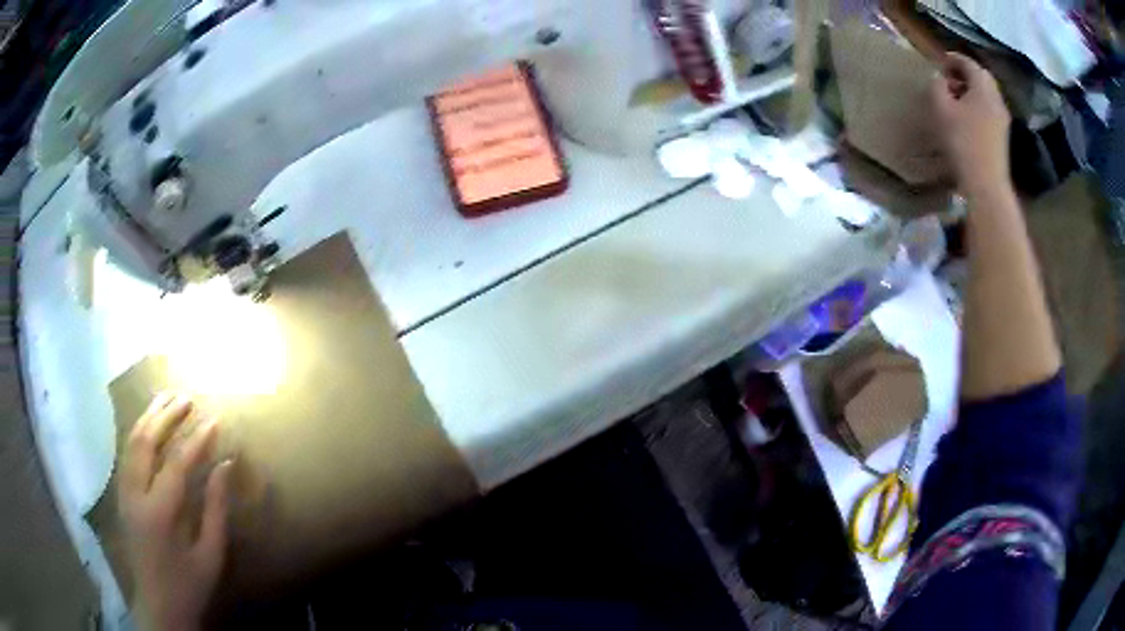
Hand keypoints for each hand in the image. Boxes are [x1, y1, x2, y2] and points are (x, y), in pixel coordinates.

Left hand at [120, 393, 232, 630]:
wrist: (158, 605)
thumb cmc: (189, 583)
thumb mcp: (210, 554)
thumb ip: (216, 508)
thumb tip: (225, 466)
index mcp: (160, 512)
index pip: (177, 462)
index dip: (197, 439)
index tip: (215, 420)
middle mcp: (136, 494)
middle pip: (146, 441)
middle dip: (166, 416)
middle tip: (186, 398)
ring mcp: (124, 492)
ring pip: (131, 442)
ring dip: (148, 417)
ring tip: (165, 398)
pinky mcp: (121, 495)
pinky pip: (127, 454)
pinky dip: (138, 433)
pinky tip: (148, 425)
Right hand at [930, 52, 1011, 195]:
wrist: (986, 185)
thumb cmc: (962, 142)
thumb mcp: (940, 108)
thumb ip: (937, 86)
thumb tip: (939, 79)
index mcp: (982, 87)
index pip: (968, 63)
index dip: (953, 58)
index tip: (940, 62)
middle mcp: (996, 99)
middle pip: (982, 77)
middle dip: (966, 73)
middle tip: (950, 78)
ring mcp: (1002, 119)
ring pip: (987, 94)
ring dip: (973, 90)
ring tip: (957, 98)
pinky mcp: (1003, 136)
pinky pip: (990, 110)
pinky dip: (979, 105)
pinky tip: (968, 117)